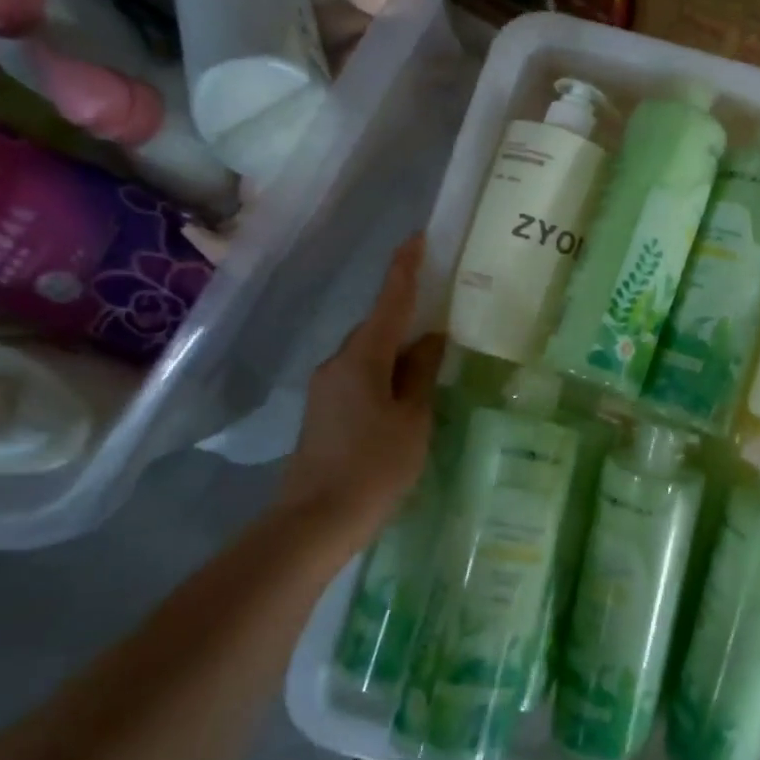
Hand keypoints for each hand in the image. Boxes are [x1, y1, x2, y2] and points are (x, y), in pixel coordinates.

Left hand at [274, 234, 444, 549]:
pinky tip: (407, 388)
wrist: (316, 521)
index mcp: (362, 358)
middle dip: (407, 312)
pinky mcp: (324, 410)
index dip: (405, 268)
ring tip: (433, 351)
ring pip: (370, 353)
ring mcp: (326, 387)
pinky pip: (361, 375)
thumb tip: (432, 339)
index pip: (389, 301)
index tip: (418, 238)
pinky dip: (386, 370)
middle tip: (443, 304)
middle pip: (378, 326)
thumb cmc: (374, 467)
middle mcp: (338, 363)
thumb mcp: (412, 419)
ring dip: (398, 346)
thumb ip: (421, 374)